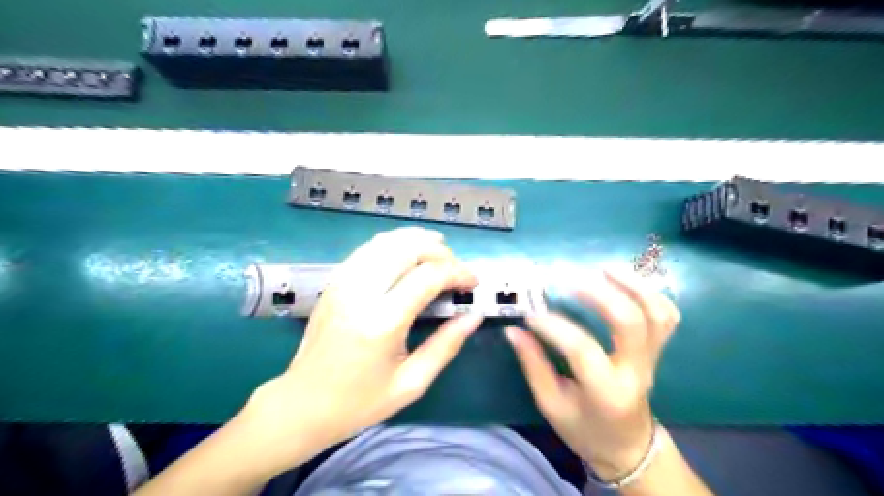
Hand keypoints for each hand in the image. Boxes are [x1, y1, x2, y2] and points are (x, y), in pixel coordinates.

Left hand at [245, 227, 481, 465]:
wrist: (302, 404)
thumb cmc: (359, 401)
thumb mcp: (411, 383)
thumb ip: (446, 345)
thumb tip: (474, 316)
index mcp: (382, 322)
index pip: (428, 276)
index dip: (458, 272)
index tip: (473, 282)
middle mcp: (360, 293)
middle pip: (407, 248)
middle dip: (440, 251)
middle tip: (456, 268)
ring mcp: (343, 283)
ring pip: (385, 241)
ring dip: (417, 240)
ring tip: (439, 250)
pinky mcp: (334, 282)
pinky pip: (367, 249)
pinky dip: (393, 243)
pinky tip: (407, 253)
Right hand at [504, 269, 682, 482]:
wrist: (628, 445)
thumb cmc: (585, 428)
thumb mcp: (552, 404)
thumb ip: (534, 365)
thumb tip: (514, 331)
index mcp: (606, 392)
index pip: (582, 350)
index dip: (555, 327)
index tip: (531, 315)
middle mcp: (635, 371)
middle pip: (631, 323)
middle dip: (601, 294)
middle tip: (571, 279)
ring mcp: (652, 358)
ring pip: (656, 313)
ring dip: (632, 285)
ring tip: (603, 268)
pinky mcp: (656, 350)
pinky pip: (666, 315)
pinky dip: (649, 293)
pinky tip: (624, 281)